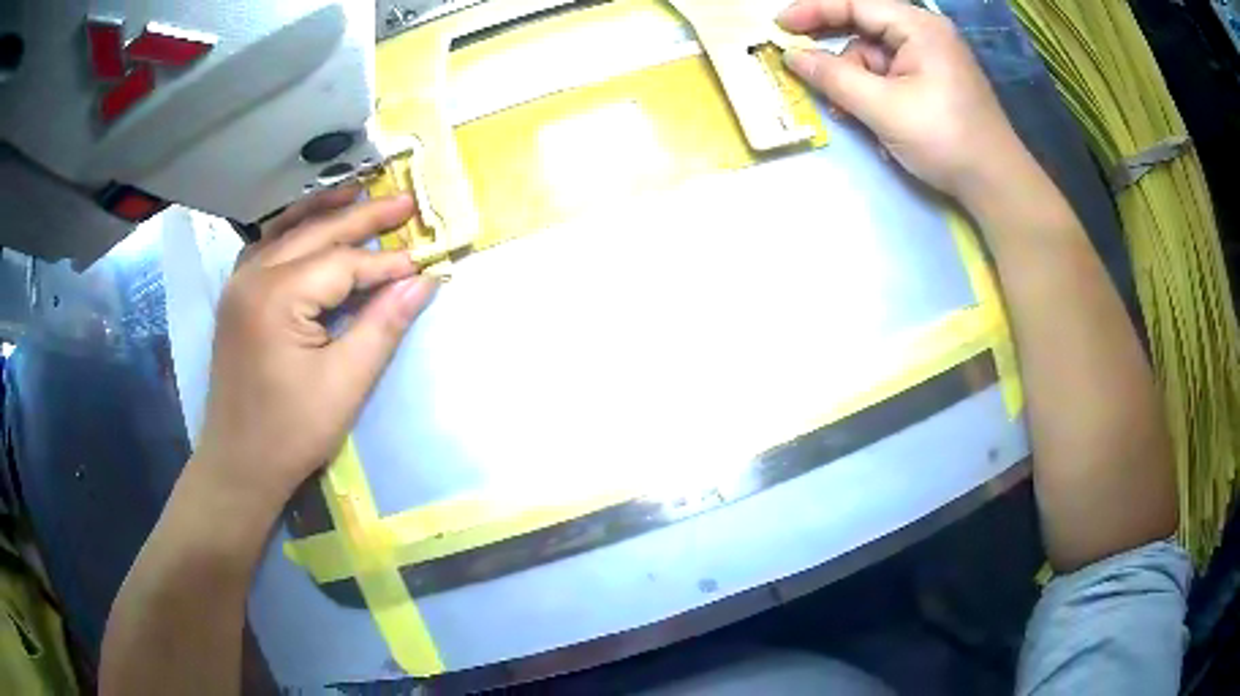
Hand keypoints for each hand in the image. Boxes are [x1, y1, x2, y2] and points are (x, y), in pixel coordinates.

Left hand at [194, 187, 436, 509]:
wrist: (238, 465)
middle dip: (363, 218)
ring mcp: (238, 284)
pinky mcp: (235, 297)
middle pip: (315, 233)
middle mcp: (252, 277)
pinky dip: (293, 231)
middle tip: (405, 202)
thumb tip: (423, 280)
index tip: (423, 263)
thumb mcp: (345, 383)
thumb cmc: (291, 432)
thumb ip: (383, 325)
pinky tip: (310, 226)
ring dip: (324, 212)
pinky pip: (266, 248)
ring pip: (286, 231)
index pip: (341, 263)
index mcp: (276, 297)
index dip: (385, 263)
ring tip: (360, 193)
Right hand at [778, 0, 1025, 203]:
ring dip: (857, 85)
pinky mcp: (935, 83)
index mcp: (918, 27)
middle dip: (840, 60)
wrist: (996, 185)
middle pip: (864, 32)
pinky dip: (876, 96)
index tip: (778, 26)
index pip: (855, 4)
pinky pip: (892, 78)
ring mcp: (932, 60)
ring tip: (852, 116)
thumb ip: (834, 77)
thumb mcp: (883, 107)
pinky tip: (876, 122)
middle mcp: (925, 35)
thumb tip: (792, 56)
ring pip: (876, 60)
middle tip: (812, 78)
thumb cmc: (944, 139)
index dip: (812, 11)